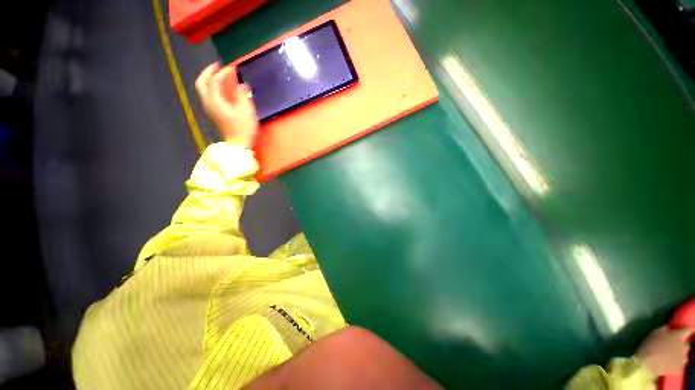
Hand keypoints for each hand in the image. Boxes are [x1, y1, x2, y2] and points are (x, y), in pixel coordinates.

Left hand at [196, 62, 258, 147]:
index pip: (215, 80)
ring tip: (221, 77)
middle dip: (209, 73)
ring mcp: (210, 108)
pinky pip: (210, 96)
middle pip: (202, 83)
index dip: (223, 72)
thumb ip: (243, 94)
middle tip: (218, 66)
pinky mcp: (215, 113)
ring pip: (204, 89)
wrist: (238, 144)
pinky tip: (224, 90)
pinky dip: (214, 89)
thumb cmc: (243, 127)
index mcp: (214, 100)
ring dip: (210, 80)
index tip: (233, 68)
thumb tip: (242, 85)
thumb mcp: (246, 110)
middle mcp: (208, 102)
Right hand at [636, 326, 692, 376]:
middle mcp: (684, 346)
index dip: (690, 328)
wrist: (647, 365)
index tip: (691, 328)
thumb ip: (664, 329)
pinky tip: (672, 360)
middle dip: (682, 343)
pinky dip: (678, 360)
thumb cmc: (650, 346)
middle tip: (674, 343)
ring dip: (680, 352)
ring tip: (672, 353)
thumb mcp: (655, 333)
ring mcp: (682, 358)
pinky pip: (682, 361)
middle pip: (687, 343)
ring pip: (685, 353)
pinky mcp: (679, 366)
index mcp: (679, 336)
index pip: (689, 330)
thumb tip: (669, 327)